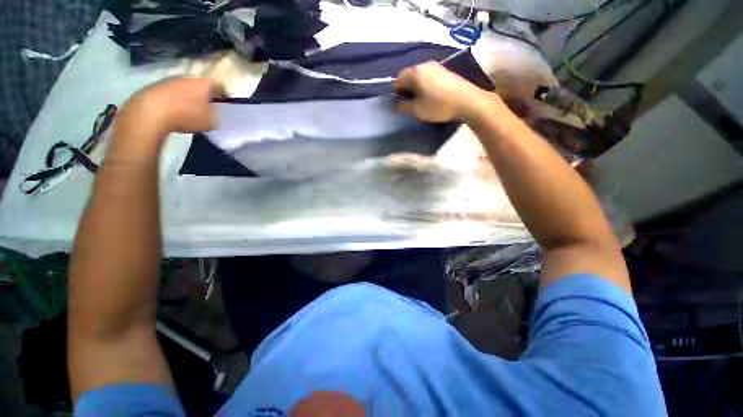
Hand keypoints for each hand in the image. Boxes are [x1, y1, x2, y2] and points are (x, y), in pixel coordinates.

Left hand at [120, 77, 222, 136]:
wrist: (150, 112)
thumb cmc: (186, 115)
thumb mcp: (211, 122)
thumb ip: (216, 117)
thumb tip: (214, 115)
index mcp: (205, 83)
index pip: (220, 85)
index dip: (224, 95)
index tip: (225, 104)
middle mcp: (188, 77)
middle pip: (201, 85)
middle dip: (205, 95)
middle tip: (208, 108)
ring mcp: (170, 80)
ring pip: (185, 88)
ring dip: (189, 97)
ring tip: (190, 111)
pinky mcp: (155, 86)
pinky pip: (171, 93)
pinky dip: (175, 101)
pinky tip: (174, 112)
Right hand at [393, 62, 500, 122]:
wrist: (467, 101)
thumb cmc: (439, 106)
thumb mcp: (418, 110)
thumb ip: (403, 106)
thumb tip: (394, 106)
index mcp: (415, 73)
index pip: (397, 80)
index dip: (395, 92)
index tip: (399, 104)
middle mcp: (424, 65)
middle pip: (408, 75)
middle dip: (405, 88)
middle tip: (409, 102)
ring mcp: (436, 66)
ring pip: (418, 75)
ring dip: (415, 86)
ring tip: (419, 99)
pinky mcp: (444, 70)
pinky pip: (428, 75)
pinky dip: (424, 84)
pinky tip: (430, 94)